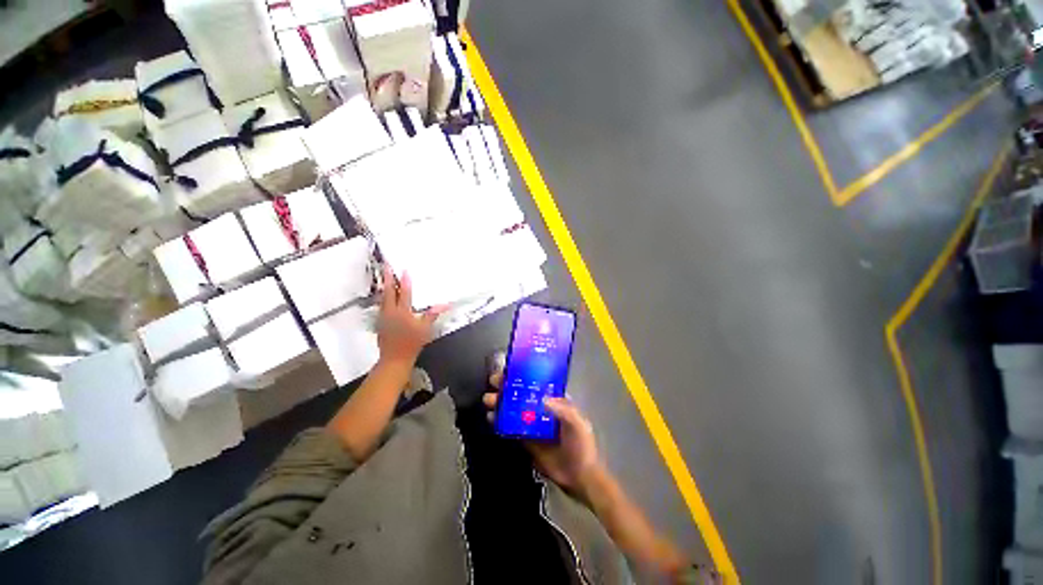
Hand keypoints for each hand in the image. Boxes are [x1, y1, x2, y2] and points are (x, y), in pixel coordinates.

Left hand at [377, 265, 442, 364]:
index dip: (405, 282)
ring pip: (383, 298)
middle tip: (387, 266)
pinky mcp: (380, 322)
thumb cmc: (412, 343)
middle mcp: (391, 312)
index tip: (405, 270)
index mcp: (403, 313)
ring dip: (385, 287)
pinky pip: (381, 305)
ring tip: (385, 277)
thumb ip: (432, 314)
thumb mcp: (425, 329)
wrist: (395, 358)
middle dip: (389, 279)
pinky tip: (385, 296)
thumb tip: (445, 304)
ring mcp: (384, 317)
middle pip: (389, 292)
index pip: (404, 293)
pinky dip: (383, 297)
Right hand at [484, 372, 603, 494]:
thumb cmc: (581, 445)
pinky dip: (500, 422)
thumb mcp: (577, 424)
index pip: (536, 384)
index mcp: (555, 401)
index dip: (523, 376)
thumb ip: (564, 411)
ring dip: (500, 403)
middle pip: (521, 395)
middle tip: (493, 383)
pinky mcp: (525, 440)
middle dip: (506, 388)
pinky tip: (491, 418)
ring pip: (513, 410)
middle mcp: (541, 409)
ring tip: (489, 401)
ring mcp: (532, 424)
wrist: (579, 477)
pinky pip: (511, 428)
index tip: (509, 371)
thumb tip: (543, 399)